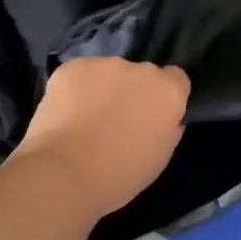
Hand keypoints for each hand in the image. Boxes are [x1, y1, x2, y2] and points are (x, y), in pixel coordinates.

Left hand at [15, 57, 190, 220]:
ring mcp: (104, 65)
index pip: (176, 79)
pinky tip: (65, 113)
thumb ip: (167, 128)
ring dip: (104, 88)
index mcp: (168, 91)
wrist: (64, 174)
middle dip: (134, 91)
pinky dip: (75, 89)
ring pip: (109, 73)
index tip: (153, 115)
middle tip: (118, 119)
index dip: (164, 96)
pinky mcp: (71, 67)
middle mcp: (141, 70)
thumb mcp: (160, 156)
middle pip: (142, 74)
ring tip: (86, 119)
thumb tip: (162, 119)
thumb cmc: (120, 174)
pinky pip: (79, 75)